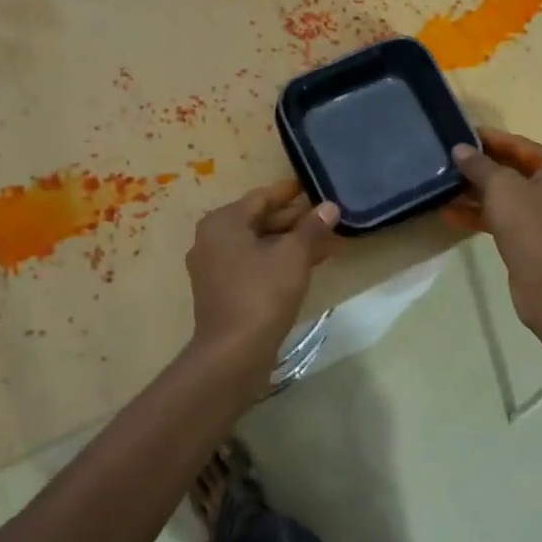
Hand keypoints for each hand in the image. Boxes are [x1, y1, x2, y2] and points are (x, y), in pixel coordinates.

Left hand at [186, 180, 340, 372]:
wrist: (233, 354)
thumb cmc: (262, 293)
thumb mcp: (293, 255)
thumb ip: (312, 228)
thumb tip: (329, 206)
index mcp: (222, 222)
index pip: (262, 197)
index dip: (290, 193)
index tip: (313, 187)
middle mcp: (212, 240)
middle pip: (259, 221)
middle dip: (295, 220)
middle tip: (326, 217)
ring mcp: (214, 268)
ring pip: (258, 245)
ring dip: (290, 243)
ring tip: (325, 241)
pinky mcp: (222, 292)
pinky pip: (254, 266)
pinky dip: (278, 262)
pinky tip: (307, 265)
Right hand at [447, 127, 541, 324]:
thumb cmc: (530, 225)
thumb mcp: (501, 187)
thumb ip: (479, 165)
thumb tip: (460, 149)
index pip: (521, 145)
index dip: (491, 139)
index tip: (463, 133)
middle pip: (515, 171)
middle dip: (482, 168)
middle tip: (451, 161)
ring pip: (508, 198)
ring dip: (478, 194)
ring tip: (446, 187)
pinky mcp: (536, 241)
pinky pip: (506, 220)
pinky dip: (483, 216)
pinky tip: (451, 215)